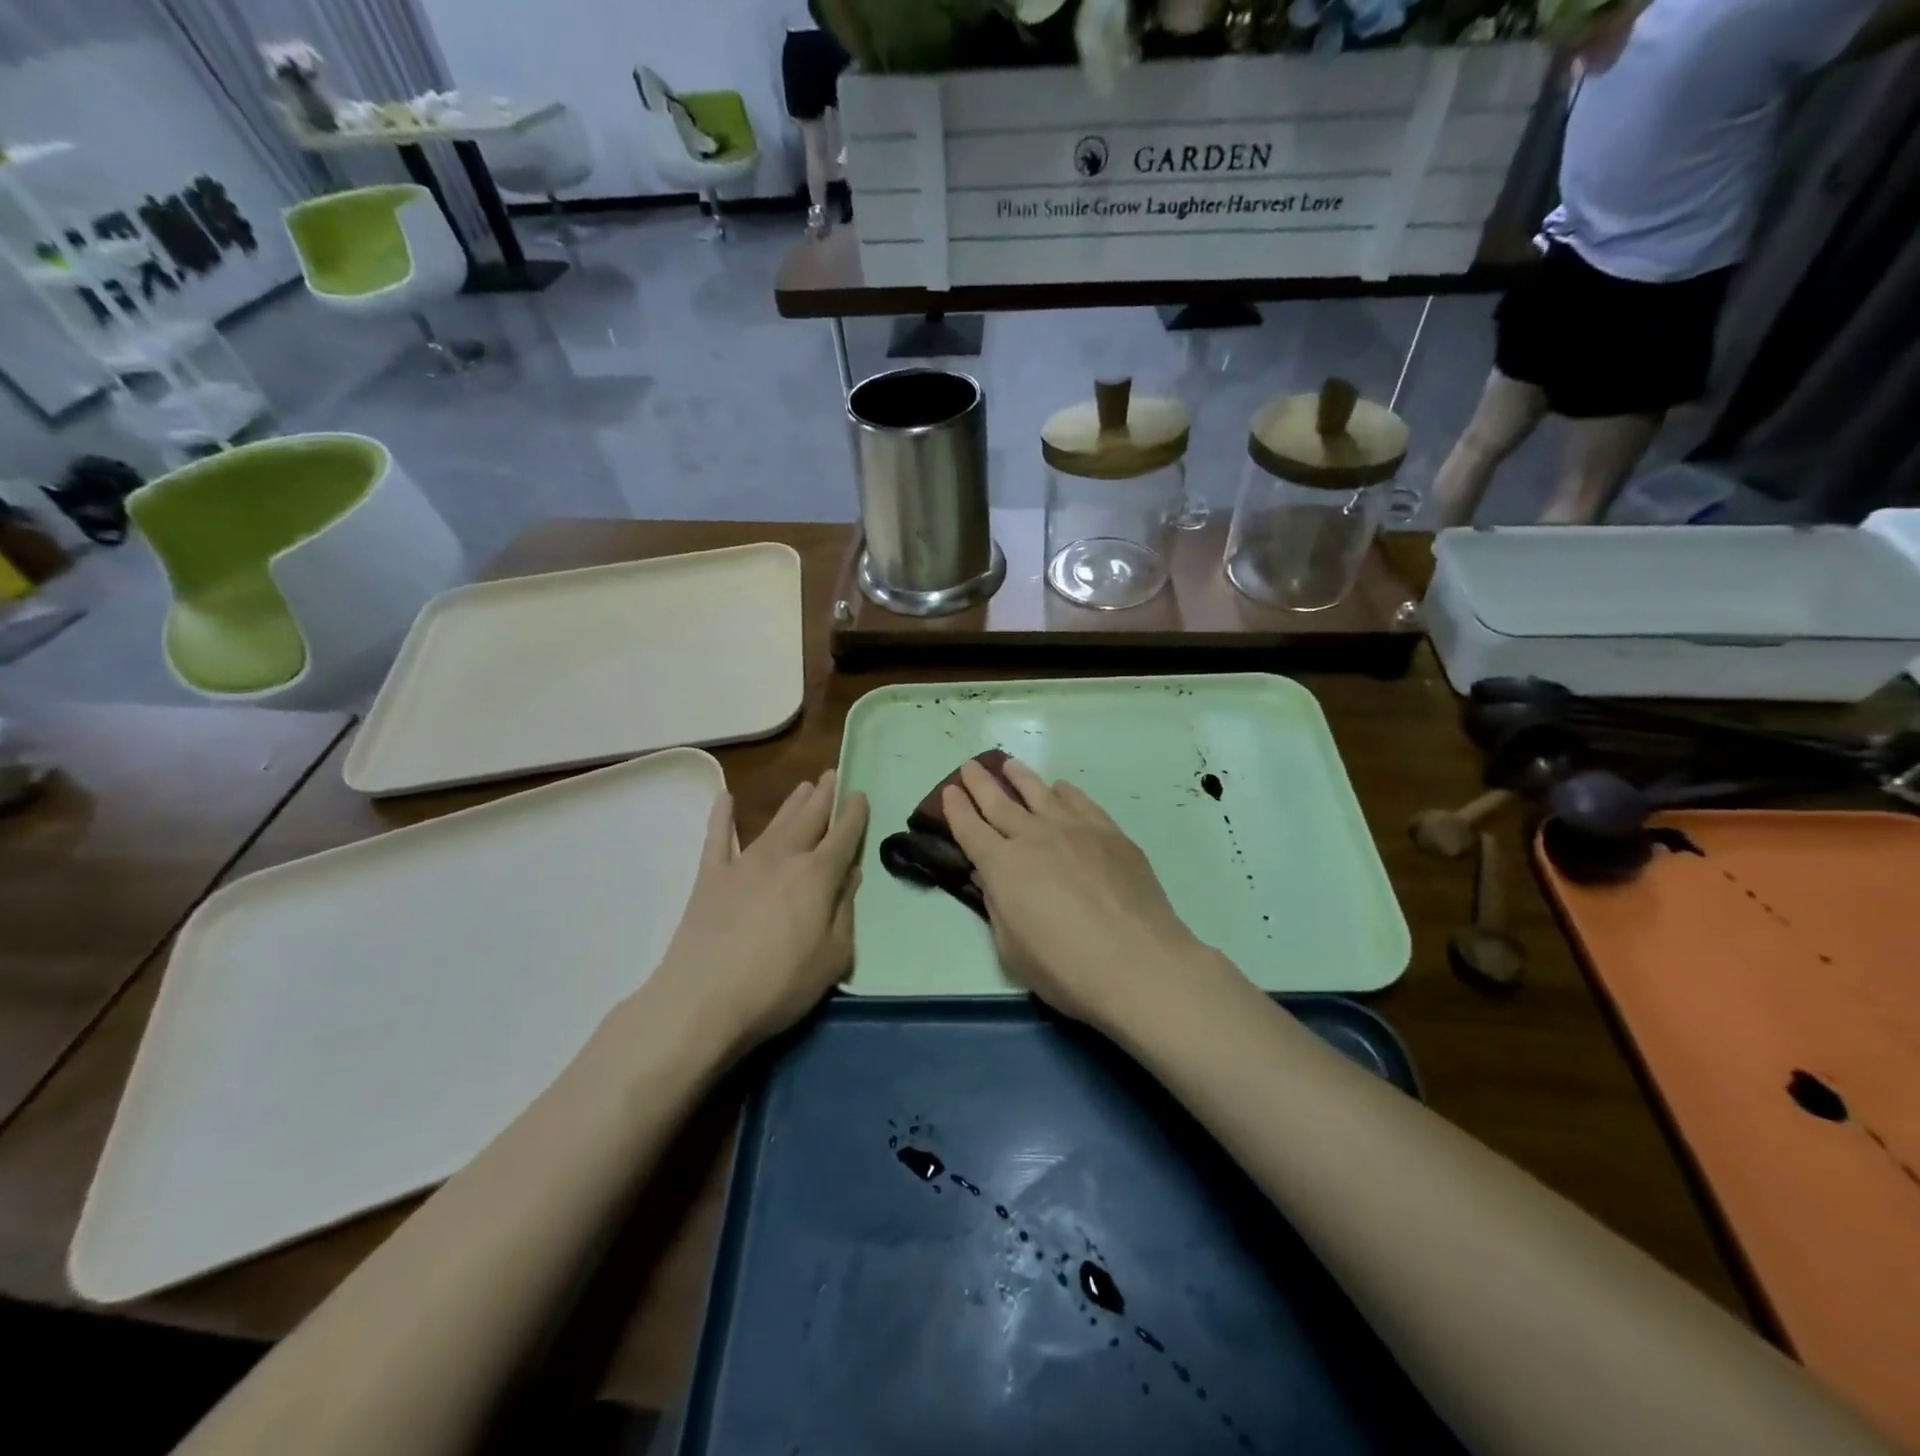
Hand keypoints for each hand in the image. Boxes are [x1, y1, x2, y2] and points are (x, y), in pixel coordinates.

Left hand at [650, 771, 867, 1051]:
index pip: (843, 836)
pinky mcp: (710, 877)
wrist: (704, 999)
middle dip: (825, 796)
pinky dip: (720, 816)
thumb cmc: (779, 984)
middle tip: (833, 775)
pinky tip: (724, 797)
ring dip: (792, 802)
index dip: (855, 814)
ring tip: (805, 785)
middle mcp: (784, 858)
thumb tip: (851, 875)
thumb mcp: (833, 957)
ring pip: (775, 822)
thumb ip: (845, 912)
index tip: (861, 794)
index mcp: (818, 876)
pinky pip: (717, 837)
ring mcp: (744, 863)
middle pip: (810, 818)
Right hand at [942, 757, 1229, 1031]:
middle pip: (1000, 802)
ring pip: (1040, 793)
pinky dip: (1065, 792)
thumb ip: (998, 906)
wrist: (1139, 964)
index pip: (970, 829)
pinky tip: (1061, 788)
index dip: (956, 809)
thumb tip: (990, 876)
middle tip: (969, 766)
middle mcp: (1035, 837)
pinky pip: (1081, 802)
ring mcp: (1075, 830)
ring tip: (1009, 765)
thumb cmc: (1066, 969)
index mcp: (1003, 866)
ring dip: (1020, 777)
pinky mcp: (1110, 834)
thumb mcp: (1012, 949)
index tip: (949, 791)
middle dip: (980, 783)